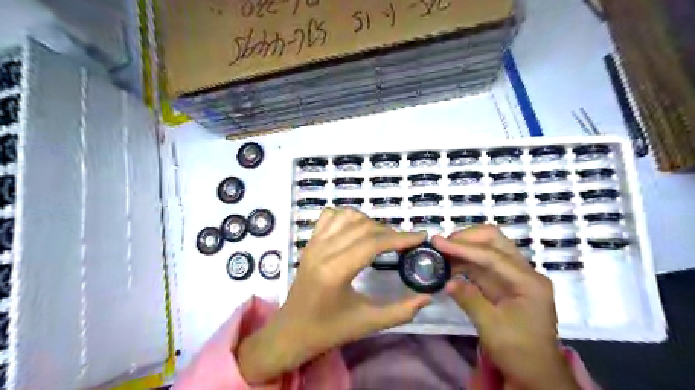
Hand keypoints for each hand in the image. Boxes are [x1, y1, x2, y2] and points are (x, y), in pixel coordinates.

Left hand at [240, 209, 432, 381]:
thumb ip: (401, 311)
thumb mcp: (368, 323)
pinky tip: (356, 230)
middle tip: (405, 243)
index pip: (374, 243)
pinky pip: (330, 216)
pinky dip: (347, 217)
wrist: (291, 331)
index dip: (401, 237)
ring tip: (383, 238)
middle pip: (364, 227)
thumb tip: (428, 296)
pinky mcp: (309, 242)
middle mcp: (323, 251)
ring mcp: (313, 243)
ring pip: (348, 216)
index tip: (421, 236)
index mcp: (336, 271)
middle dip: (390, 231)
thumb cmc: (329, 330)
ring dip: (370, 222)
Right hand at [433, 228, 582, 389]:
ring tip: (440, 254)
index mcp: (528, 281)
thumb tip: (446, 281)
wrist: (536, 374)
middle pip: (494, 240)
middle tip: (442, 245)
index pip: (491, 255)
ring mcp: (514, 276)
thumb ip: (469, 299)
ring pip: (487, 249)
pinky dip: (464, 262)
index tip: (437, 242)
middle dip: (466, 238)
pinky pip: (482, 264)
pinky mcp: (503, 283)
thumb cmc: (519, 352)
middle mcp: (523, 272)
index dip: (462, 247)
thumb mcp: (492, 327)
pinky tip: (449, 266)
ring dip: (463, 248)